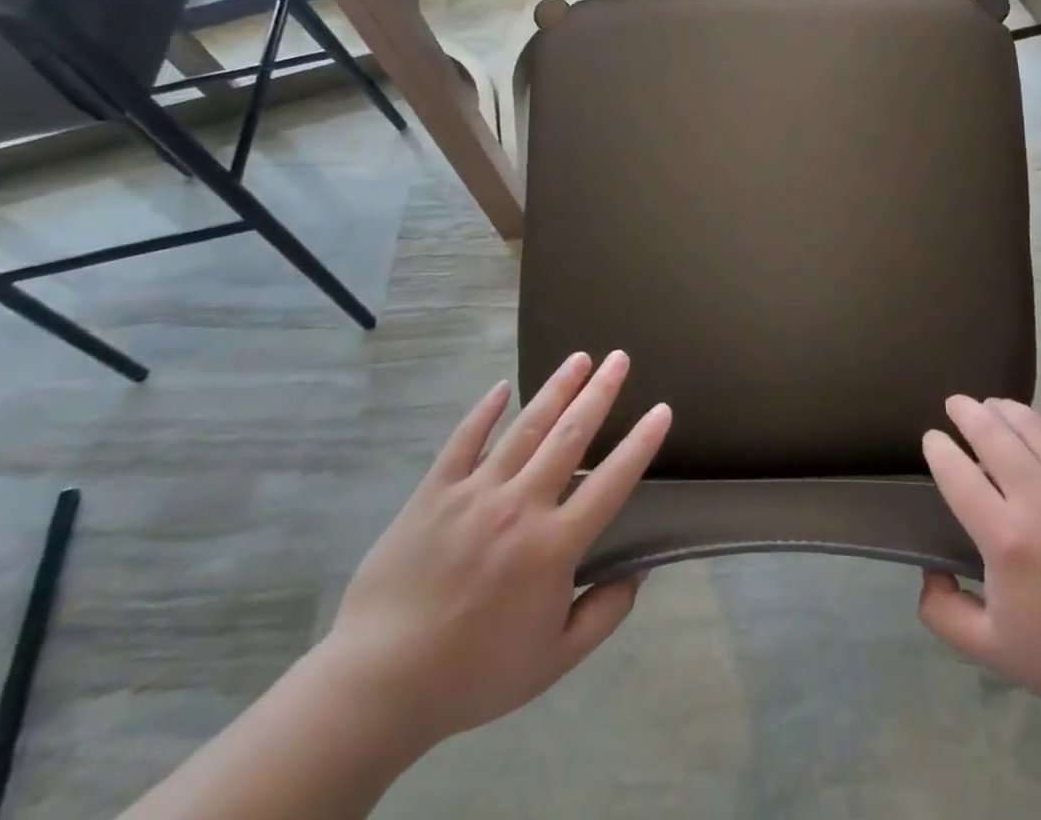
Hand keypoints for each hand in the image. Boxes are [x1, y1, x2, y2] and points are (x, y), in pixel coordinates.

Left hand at [318, 351, 670, 756]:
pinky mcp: (435, 491)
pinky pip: (464, 440)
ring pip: (525, 427)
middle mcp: (520, 505)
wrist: (379, 683)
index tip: (661, 410)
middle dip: (599, 392)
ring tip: (579, 357)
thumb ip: (604, 613)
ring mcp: (475, 492)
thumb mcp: (554, 660)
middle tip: (620, 358)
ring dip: (556, 389)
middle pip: (570, 435)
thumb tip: (640, 570)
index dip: (640, 443)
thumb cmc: (474, 673)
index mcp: (554, 546)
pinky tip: (502, 387)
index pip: (611, 481)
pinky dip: (484, 410)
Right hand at [918, 397, 1040, 739]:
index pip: (955, 472)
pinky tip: (1037, 429)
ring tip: (991, 406)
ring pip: (1030, 423)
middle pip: (990, 431)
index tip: (932, 441)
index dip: (937, 448)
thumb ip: (946, 614)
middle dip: (965, 411)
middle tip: (955, 405)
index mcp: (1006, 538)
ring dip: (1002, 409)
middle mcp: (1039, 497)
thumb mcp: (997, 653)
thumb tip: (929, 570)